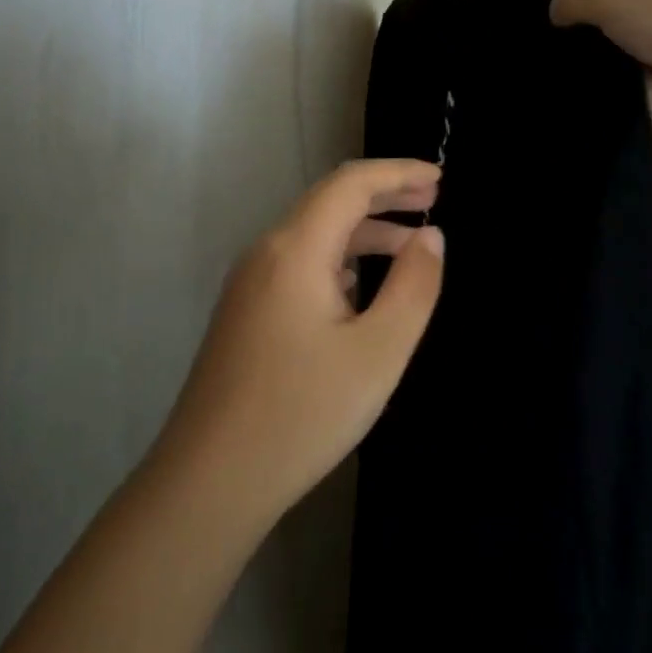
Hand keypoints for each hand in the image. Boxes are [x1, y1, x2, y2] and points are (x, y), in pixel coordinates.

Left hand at [154, 160, 445, 530]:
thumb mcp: (379, 352)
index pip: (350, 184)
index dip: (398, 173)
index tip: (440, 178)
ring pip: (313, 236)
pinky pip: (298, 265)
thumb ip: (413, 286)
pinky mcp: (245, 312)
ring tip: (411, 244)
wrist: (210, 480)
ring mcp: (249, 283)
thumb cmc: (302, 414)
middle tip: (433, 199)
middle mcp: (266, 253)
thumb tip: (430, 237)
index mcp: (295, 250)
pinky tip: (361, 286)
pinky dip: (339, 259)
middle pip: (329, 202)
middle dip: (384, 195)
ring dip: (363, 231)